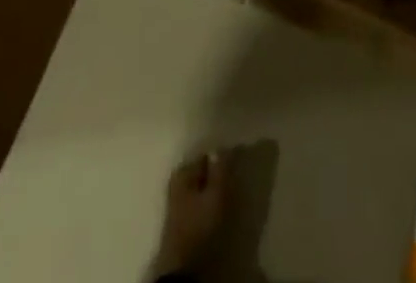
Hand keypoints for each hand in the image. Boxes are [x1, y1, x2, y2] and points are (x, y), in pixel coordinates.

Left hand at [150, 151, 227, 277]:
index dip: (223, 159)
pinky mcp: (181, 217)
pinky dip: (209, 201)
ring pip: (202, 186)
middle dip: (218, 174)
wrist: (183, 269)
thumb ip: (220, 170)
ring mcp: (177, 199)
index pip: (207, 155)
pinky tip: (218, 209)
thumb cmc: (199, 228)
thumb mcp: (215, 197)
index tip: (237, 166)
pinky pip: (199, 200)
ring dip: (215, 189)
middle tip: (235, 183)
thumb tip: (222, 146)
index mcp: (183, 171)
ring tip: (230, 196)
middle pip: (203, 170)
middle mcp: (178, 180)